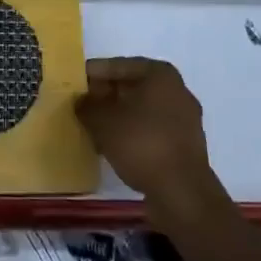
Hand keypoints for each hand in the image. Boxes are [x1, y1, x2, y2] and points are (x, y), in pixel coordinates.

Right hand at [75, 57, 218, 216]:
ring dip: (119, 118)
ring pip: (142, 111)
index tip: (75, 83)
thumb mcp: (103, 122)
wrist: (183, 194)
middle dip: (107, 96)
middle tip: (83, 106)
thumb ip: (87, 107)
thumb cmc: (142, 144)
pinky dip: (133, 135)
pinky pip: (152, 131)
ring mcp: (184, 120)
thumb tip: (81, 102)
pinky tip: (114, 147)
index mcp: (160, 73)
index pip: (119, 66)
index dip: (95, 74)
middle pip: (133, 87)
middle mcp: (176, 90)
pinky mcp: (185, 147)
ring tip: (94, 128)